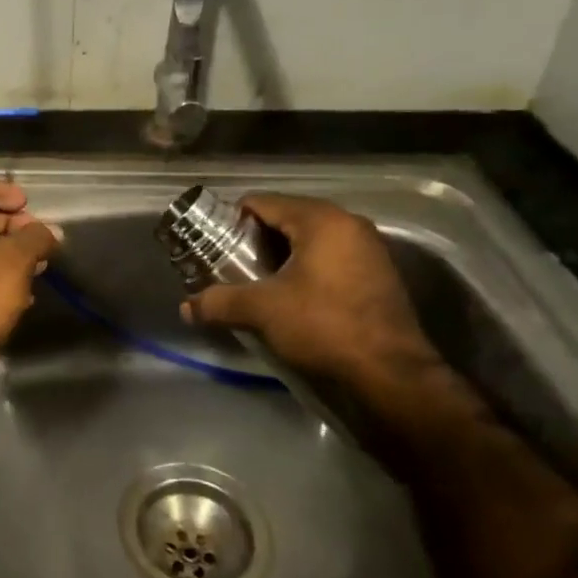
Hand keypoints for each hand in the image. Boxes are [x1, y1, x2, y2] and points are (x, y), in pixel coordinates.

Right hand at [180, 194, 456, 408]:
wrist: (391, 374)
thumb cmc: (324, 326)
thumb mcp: (262, 311)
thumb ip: (219, 302)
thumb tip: (185, 307)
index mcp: (322, 219)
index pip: (262, 202)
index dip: (230, 220)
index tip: (210, 243)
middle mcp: (349, 224)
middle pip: (286, 219)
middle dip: (254, 241)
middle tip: (228, 265)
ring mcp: (368, 250)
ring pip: (309, 241)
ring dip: (279, 258)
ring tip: (254, 283)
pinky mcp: (377, 276)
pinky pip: (329, 260)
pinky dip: (304, 270)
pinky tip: (288, 297)